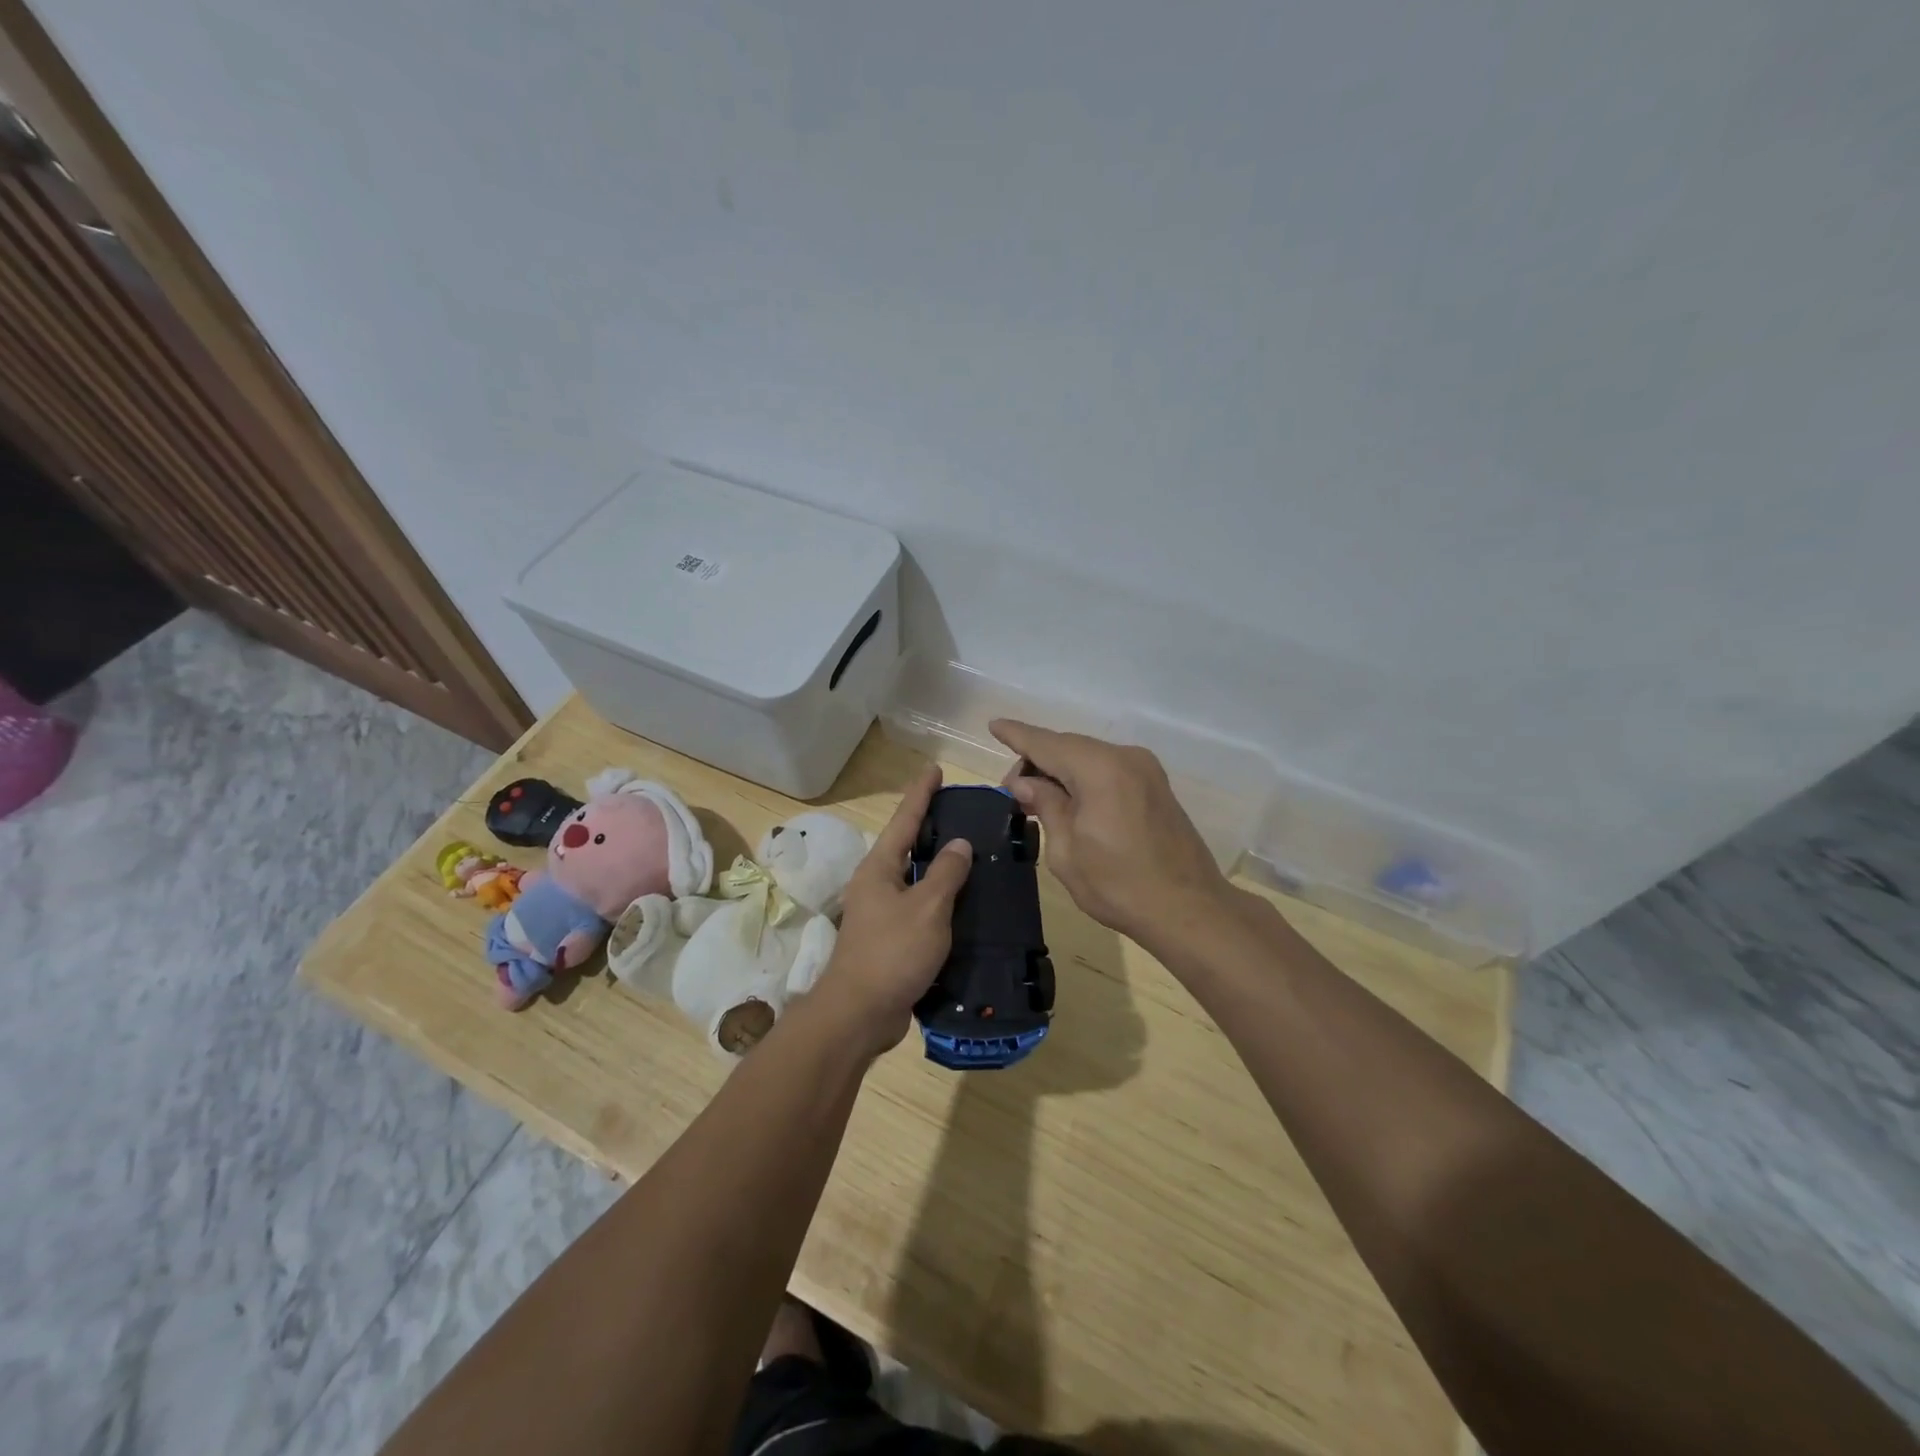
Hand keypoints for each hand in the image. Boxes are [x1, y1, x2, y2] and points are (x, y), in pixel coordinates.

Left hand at [810, 765, 972, 1055]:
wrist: (859, 1014)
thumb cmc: (892, 953)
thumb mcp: (927, 908)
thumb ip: (945, 873)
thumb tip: (959, 844)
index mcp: (879, 868)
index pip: (904, 819)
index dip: (921, 793)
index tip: (934, 769)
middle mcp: (876, 884)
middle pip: (907, 846)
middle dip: (932, 827)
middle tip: (962, 812)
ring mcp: (881, 913)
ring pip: (914, 879)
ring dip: (938, 866)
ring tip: (971, 854)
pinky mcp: (890, 940)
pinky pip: (919, 908)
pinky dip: (939, 899)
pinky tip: (963, 903)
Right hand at [991, 720, 1230, 953]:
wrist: (1189, 910)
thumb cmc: (1119, 885)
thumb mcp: (1066, 851)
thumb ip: (1046, 806)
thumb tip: (1026, 782)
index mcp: (1099, 769)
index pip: (1046, 743)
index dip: (1017, 735)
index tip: (994, 725)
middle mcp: (1125, 757)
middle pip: (1069, 746)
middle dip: (1037, 761)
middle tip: (1012, 792)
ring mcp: (1146, 770)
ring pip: (1089, 757)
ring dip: (1061, 771)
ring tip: (1036, 798)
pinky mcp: (1156, 786)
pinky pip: (1108, 770)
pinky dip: (1084, 777)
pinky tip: (1069, 799)